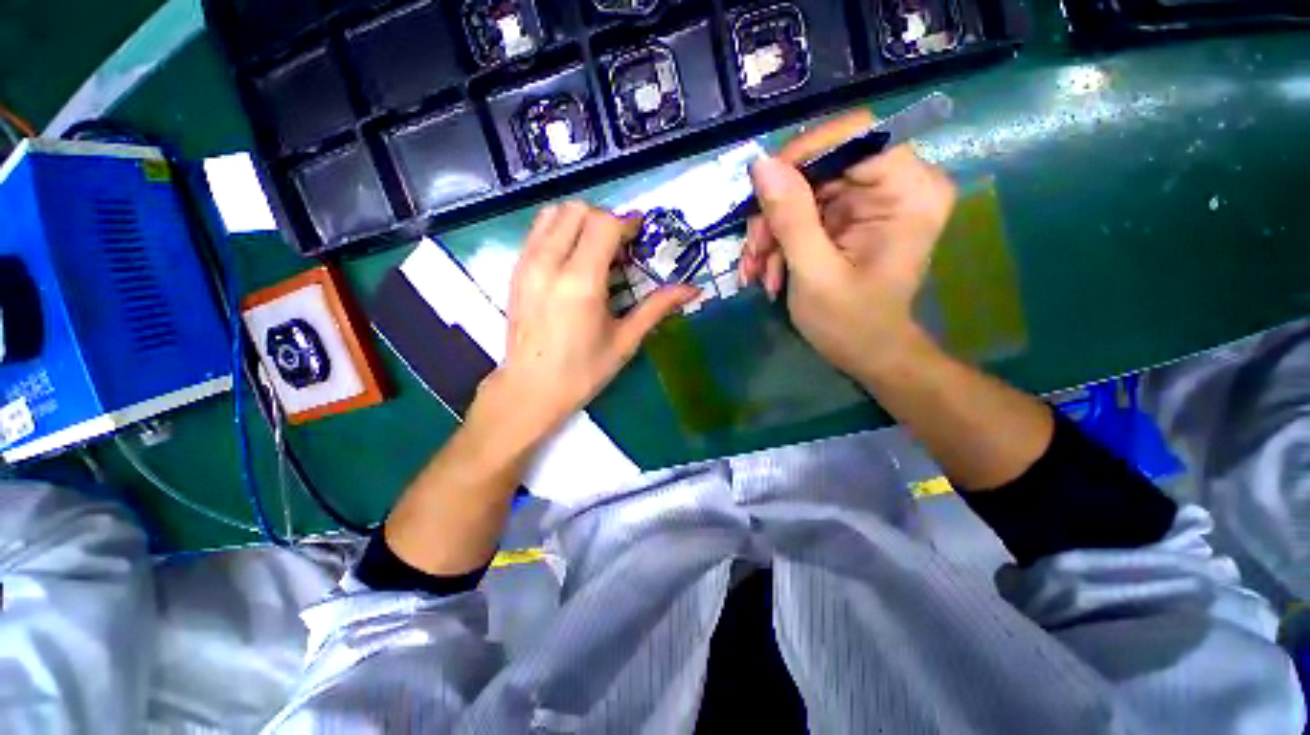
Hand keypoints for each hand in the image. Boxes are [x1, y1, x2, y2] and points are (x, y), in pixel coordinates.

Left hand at [472, 202, 698, 448]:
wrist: (530, 390)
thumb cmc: (583, 372)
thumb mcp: (625, 340)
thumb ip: (657, 307)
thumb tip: (693, 289)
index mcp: (581, 282)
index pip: (603, 224)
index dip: (626, 223)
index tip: (639, 237)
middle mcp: (549, 263)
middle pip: (577, 209)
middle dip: (604, 219)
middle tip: (620, 246)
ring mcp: (527, 264)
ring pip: (553, 213)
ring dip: (580, 220)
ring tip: (596, 249)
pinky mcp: (515, 271)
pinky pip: (538, 230)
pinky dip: (560, 230)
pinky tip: (574, 259)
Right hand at [739, 109, 955, 379]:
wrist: (867, 353)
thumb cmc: (850, 323)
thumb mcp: (814, 273)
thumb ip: (791, 218)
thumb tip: (761, 164)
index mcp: (909, 191)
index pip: (856, 133)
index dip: (803, 154)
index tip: (763, 192)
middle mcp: (895, 184)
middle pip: (821, 165)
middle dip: (777, 209)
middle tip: (755, 252)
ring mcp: (869, 201)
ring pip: (803, 190)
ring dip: (772, 231)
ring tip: (758, 270)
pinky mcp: (849, 217)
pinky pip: (802, 212)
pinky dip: (779, 241)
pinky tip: (768, 272)